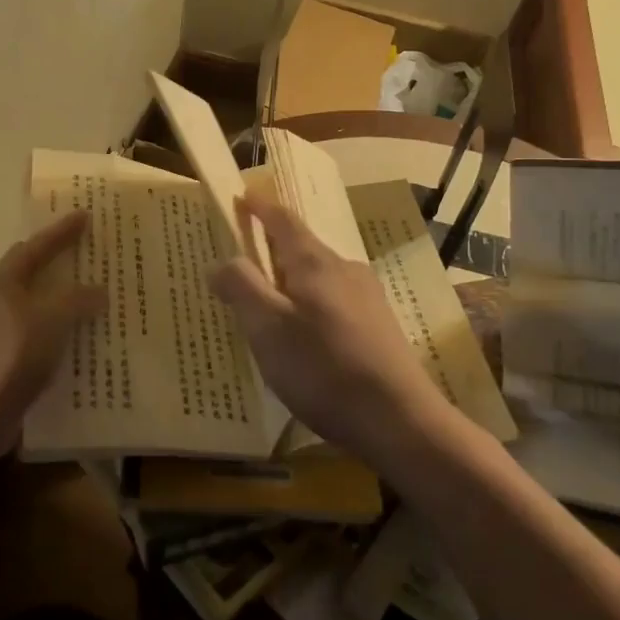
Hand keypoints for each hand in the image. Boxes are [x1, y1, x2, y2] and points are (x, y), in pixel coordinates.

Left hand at [0, 211, 102, 473]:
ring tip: (92, 296)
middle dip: (58, 262)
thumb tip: (99, 290)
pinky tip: (79, 340)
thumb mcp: (53, 320)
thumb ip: (78, 300)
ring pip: (34, 305)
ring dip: (60, 300)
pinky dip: (56, 331)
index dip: (62, 231)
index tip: (85, 215)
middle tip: (87, 252)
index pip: (36, 246)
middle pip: (30, 272)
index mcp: (1, 280)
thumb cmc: (13, 355)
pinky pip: (34, 334)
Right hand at [211, 197, 451, 465]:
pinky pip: (335, 302)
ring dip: (292, 284)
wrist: (399, 420)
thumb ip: (241, 287)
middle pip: (302, 248)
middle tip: (243, 269)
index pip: (282, 219)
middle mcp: (345, 269)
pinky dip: (311, 307)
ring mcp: (368, 298)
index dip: (260, 207)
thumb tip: (221, 262)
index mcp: (314, 262)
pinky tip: (306, 340)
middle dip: (272, 251)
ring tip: (270, 310)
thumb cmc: (323, 367)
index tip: (241, 199)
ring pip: (319, 278)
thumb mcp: (267, 328)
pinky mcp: (379, 327)